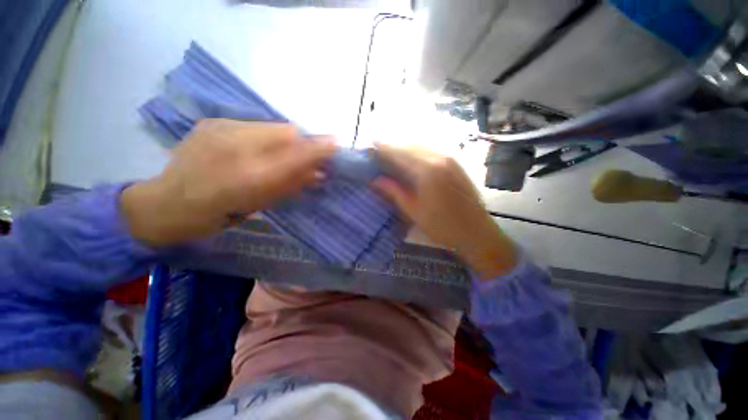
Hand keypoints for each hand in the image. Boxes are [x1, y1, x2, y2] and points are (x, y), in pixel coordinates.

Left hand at [121, 120, 335, 245]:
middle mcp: (235, 146)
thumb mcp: (261, 205)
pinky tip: (256, 150)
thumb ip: (292, 185)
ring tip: (279, 155)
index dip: (318, 148)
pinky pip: (254, 125)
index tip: (336, 145)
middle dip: (302, 144)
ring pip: (272, 126)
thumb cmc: (218, 215)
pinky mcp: (211, 123)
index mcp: (249, 176)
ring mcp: (220, 129)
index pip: (296, 153)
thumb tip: (319, 174)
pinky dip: (266, 136)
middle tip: (306, 157)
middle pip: (287, 132)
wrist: (166, 204)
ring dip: (285, 140)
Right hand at [373, 143, 518, 278]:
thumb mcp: (413, 210)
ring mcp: (450, 159)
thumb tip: (375, 180)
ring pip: (421, 147)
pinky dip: (417, 151)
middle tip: (378, 148)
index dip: (384, 148)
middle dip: (393, 145)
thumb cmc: (442, 226)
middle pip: (410, 146)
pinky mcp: (455, 164)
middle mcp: (439, 158)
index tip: (370, 143)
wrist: (476, 232)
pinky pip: (431, 151)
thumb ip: (394, 191)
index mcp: (427, 171)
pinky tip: (410, 158)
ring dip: (405, 147)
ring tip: (390, 151)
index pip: (400, 153)